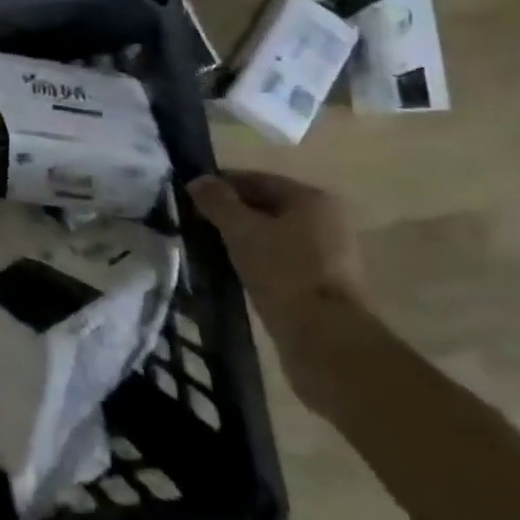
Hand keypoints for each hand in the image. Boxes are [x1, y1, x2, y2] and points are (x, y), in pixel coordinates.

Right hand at [187, 171, 367, 405]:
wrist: (327, 340)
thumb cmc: (284, 272)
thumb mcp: (241, 230)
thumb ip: (217, 201)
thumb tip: (197, 180)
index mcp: (312, 199)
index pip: (256, 180)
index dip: (221, 185)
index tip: (190, 197)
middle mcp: (326, 221)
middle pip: (266, 207)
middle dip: (231, 213)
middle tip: (196, 222)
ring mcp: (329, 256)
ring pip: (272, 236)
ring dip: (242, 239)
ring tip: (209, 247)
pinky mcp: (323, 286)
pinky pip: (280, 261)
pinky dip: (256, 261)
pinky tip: (233, 271)